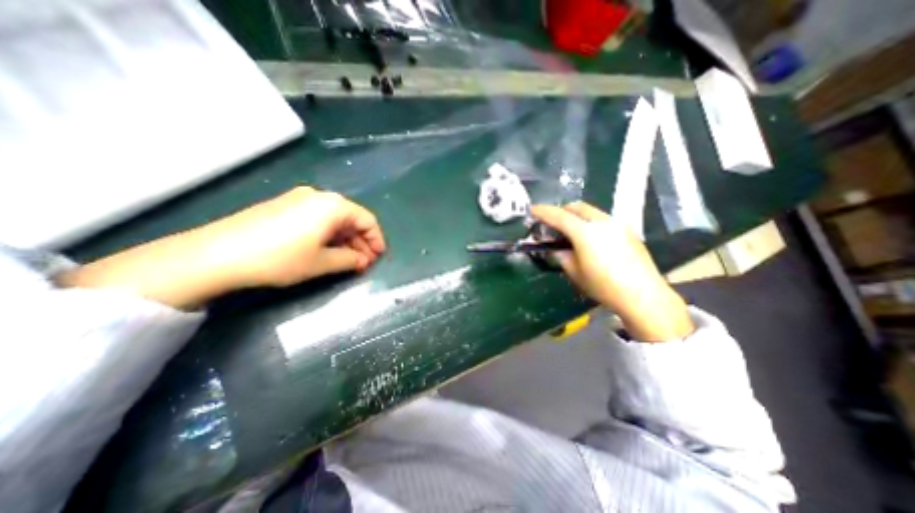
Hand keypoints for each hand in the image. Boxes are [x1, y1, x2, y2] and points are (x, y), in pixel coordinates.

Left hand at [201, 186, 384, 288]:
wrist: (216, 254)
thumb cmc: (280, 258)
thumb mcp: (322, 263)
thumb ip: (350, 260)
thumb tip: (363, 260)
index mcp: (333, 206)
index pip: (367, 220)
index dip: (376, 239)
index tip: (379, 257)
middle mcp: (319, 196)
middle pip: (351, 218)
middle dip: (361, 241)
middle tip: (364, 262)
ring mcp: (299, 199)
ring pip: (334, 219)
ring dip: (345, 239)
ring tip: (348, 260)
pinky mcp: (284, 206)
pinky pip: (317, 218)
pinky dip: (328, 234)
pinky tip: (327, 249)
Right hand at [531, 203, 694, 341]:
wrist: (642, 295)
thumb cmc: (603, 285)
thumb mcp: (575, 272)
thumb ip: (561, 256)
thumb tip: (556, 249)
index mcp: (584, 232)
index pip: (558, 216)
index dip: (543, 212)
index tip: (532, 210)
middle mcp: (601, 222)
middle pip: (577, 207)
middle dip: (561, 211)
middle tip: (552, 222)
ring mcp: (617, 224)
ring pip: (591, 212)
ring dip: (577, 216)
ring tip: (571, 231)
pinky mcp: (627, 231)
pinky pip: (603, 220)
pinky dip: (590, 223)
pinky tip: (591, 239)